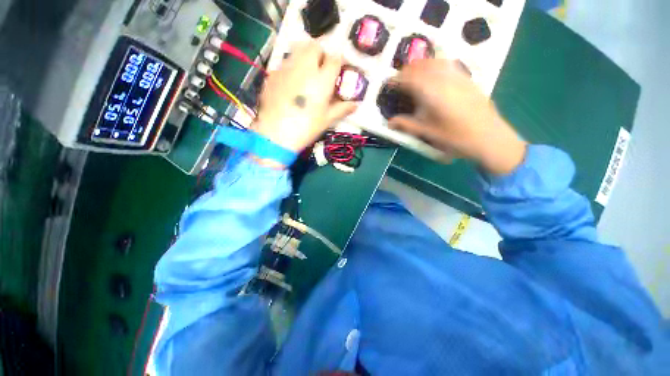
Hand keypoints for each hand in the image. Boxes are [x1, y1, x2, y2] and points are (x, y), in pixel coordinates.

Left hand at [252, 41, 357, 152]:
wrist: (276, 133)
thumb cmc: (306, 127)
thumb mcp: (327, 120)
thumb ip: (342, 109)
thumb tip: (355, 105)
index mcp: (322, 79)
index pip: (335, 59)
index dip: (338, 62)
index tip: (339, 70)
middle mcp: (305, 67)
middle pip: (315, 46)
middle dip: (321, 53)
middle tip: (322, 69)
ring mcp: (287, 68)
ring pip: (298, 49)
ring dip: (305, 55)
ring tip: (307, 72)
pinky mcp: (273, 74)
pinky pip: (285, 62)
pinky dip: (291, 66)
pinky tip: (291, 83)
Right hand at [388, 59, 526, 174]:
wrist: (489, 137)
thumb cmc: (455, 137)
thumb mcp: (428, 133)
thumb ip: (406, 125)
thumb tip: (389, 123)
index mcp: (432, 93)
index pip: (409, 78)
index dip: (397, 79)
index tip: (389, 84)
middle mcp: (444, 79)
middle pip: (421, 66)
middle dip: (407, 71)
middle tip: (400, 81)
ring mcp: (458, 77)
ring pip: (435, 62)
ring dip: (421, 66)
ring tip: (414, 75)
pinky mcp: (467, 79)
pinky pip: (448, 65)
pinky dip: (436, 66)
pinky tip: (434, 75)